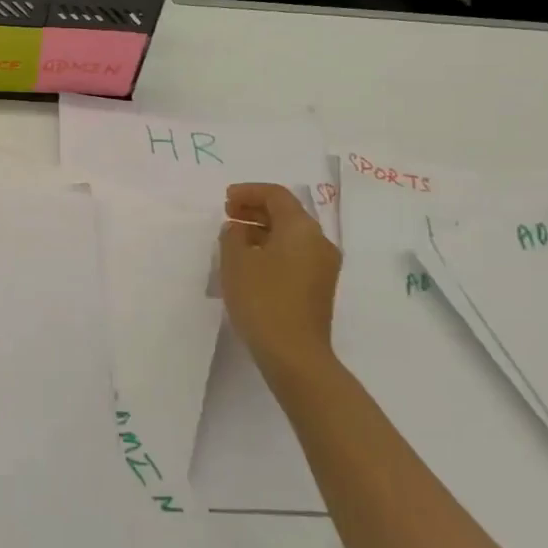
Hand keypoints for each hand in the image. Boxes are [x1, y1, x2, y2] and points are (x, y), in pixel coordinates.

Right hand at [219, 183, 341, 393]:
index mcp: (302, 228)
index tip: (225, 199)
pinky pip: (294, 255)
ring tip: (233, 238)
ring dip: (262, 230)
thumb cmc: (263, 300)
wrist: (295, 355)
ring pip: (290, 236)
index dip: (249, 192)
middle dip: (255, 209)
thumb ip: (232, 235)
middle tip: (227, 214)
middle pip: (287, 214)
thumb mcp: (236, 261)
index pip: (276, 195)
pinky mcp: (318, 288)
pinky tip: (249, 262)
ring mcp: (323, 266)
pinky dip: (271, 249)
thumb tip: (237, 229)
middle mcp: (319, 242)